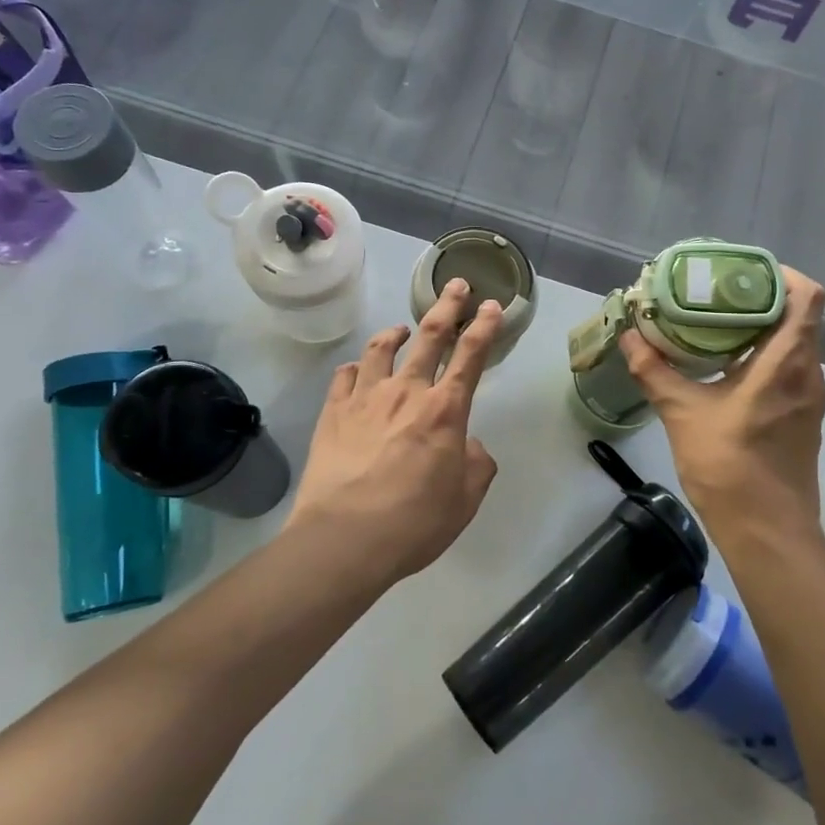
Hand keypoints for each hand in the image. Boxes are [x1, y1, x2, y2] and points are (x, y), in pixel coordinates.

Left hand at [286, 279, 501, 585]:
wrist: (345, 539)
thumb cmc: (414, 522)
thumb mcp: (464, 500)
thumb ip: (475, 464)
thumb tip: (467, 445)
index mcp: (445, 410)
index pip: (471, 356)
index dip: (485, 327)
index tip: (491, 305)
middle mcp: (407, 392)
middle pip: (430, 336)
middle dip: (447, 306)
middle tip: (455, 285)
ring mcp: (365, 398)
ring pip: (381, 348)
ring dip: (395, 332)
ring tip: (402, 329)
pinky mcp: (333, 412)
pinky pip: (345, 376)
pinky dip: (356, 368)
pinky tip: (358, 370)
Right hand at [620, 266, 824, 539]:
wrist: (768, 533)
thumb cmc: (730, 467)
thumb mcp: (682, 414)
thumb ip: (655, 370)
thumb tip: (629, 337)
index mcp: (787, 363)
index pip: (808, 298)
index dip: (782, 275)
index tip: (743, 272)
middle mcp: (809, 373)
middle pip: (799, 316)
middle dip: (761, 298)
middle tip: (716, 292)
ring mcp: (810, 397)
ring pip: (795, 344)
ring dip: (762, 328)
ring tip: (717, 322)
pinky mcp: (804, 417)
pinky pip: (790, 368)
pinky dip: (764, 355)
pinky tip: (727, 365)